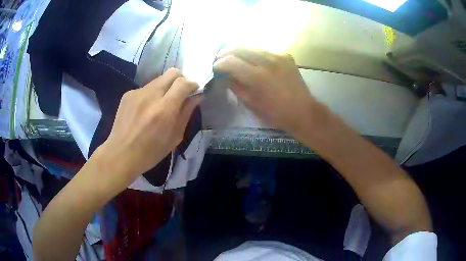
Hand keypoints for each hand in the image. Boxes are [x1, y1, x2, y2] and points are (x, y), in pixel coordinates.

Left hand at [98, 68, 201, 186]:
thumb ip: (186, 113)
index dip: (192, 84)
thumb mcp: (174, 137)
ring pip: (158, 80)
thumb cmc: (151, 152)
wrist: (121, 154)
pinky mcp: (128, 94)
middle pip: (171, 73)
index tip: (194, 91)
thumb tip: (197, 97)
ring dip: (165, 88)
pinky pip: (146, 88)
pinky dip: (151, 95)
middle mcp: (150, 95)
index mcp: (164, 109)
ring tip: (160, 105)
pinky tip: (145, 110)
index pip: (183, 83)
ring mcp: (137, 93)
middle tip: (180, 93)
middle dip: (180, 79)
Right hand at [213, 48, 325, 137]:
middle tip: (220, 57)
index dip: (220, 63)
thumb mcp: (251, 103)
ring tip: (234, 56)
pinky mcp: (286, 56)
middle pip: (240, 48)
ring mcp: (278, 56)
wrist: (302, 111)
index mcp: (257, 76)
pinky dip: (256, 53)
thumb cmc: (275, 113)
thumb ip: (236, 86)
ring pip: (253, 46)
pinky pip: (266, 50)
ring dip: (240, 50)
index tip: (215, 67)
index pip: (231, 61)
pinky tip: (254, 59)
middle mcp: (267, 61)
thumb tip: (225, 75)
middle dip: (226, 51)